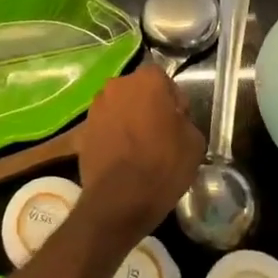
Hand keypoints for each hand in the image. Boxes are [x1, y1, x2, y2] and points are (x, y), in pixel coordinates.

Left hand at [75, 65, 204, 243]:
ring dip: (127, 120)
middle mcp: (118, 84)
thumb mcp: (194, 142)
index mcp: (147, 79)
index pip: (164, 81)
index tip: (178, 122)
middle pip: (138, 91)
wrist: (120, 198)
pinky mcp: (83, 129)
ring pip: (119, 107)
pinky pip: (104, 127)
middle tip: (159, 133)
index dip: (173, 101)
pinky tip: (121, 157)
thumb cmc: (163, 164)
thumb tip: (174, 120)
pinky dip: (112, 136)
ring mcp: (97, 106)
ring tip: (138, 148)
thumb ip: (184, 120)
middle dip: (147, 106)